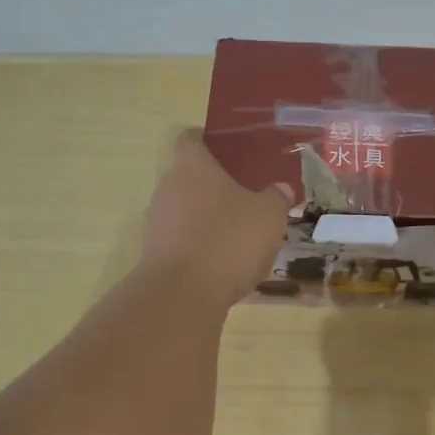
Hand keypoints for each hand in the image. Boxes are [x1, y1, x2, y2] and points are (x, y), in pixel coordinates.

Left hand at [140, 130, 292, 308]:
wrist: (182, 295)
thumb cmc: (228, 240)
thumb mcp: (269, 216)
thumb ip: (276, 198)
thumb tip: (280, 189)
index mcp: (192, 167)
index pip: (191, 139)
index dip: (208, 140)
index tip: (230, 150)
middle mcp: (167, 188)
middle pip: (188, 177)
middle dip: (214, 185)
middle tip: (246, 195)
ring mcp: (156, 223)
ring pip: (184, 210)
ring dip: (206, 218)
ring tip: (238, 233)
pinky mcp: (155, 255)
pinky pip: (181, 240)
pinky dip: (199, 246)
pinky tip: (223, 263)